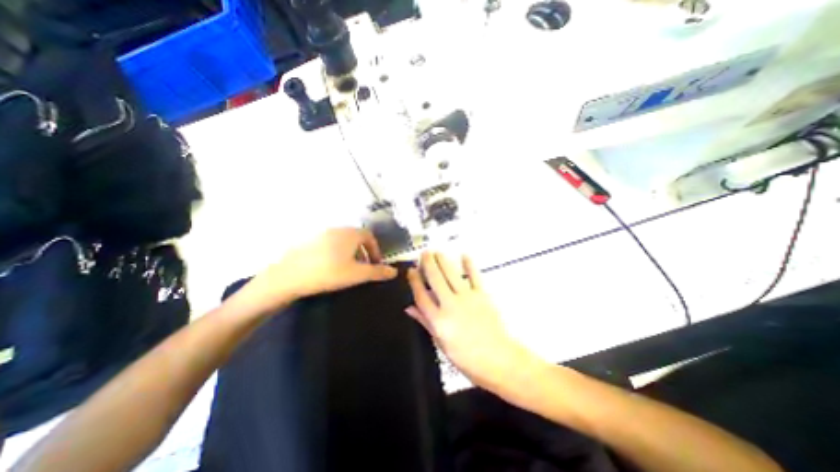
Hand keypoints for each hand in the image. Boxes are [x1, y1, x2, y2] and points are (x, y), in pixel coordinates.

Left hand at [230, 227, 396, 314]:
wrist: (288, 277)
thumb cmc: (329, 273)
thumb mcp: (357, 274)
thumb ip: (377, 272)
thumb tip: (394, 272)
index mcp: (350, 233)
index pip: (369, 236)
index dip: (375, 250)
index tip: (376, 264)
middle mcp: (336, 230)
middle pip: (356, 238)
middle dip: (364, 252)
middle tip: (364, 268)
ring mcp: (321, 234)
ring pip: (342, 242)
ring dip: (350, 253)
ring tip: (348, 269)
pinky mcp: (308, 242)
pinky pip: (329, 245)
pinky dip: (336, 253)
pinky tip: (330, 268)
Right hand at [406, 250, 529, 390]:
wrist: (498, 360)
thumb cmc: (468, 358)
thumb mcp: (441, 344)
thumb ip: (426, 322)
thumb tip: (411, 308)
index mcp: (438, 320)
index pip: (421, 295)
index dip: (415, 281)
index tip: (411, 271)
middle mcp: (451, 305)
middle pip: (435, 279)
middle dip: (428, 263)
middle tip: (424, 253)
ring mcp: (467, 298)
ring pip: (451, 274)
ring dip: (443, 260)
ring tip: (437, 251)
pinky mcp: (482, 295)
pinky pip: (474, 276)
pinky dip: (469, 265)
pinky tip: (464, 255)